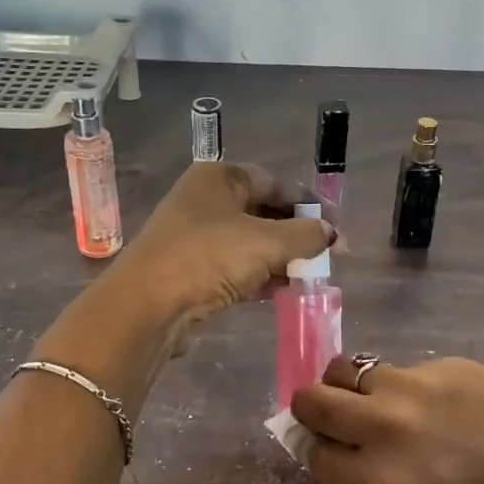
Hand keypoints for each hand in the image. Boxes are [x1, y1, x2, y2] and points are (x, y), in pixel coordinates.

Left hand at [113, 161, 333, 322]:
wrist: (147, 305)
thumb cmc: (208, 257)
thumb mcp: (267, 242)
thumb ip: (306, 235)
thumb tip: (331, 233)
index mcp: (220, 177)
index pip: (275, 182)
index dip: (309, 203)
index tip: (336, 227)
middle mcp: (205, 200)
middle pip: (263, 212)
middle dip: (296, 234)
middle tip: (327, 255)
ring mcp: (195, 236)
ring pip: (250, 242)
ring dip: (281, 258)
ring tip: (311, 276)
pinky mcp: (191, 269)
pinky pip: (235, 266)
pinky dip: (259, 276)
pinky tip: (283, 290)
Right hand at [291, 356, 483, 483]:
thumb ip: (367, 474)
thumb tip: (334, 444)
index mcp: (376, 477)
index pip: (311, 451)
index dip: (309, 444)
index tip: (317, 440)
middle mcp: (382, 426)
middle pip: (311, 399)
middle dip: (309, 403)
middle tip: (329, 409)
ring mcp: (409, 386)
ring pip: (347, 368)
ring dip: (350, 383)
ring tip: (378, 396)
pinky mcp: (439, 362)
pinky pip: (400, 368)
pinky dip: (402, 382)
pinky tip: (437, 399)